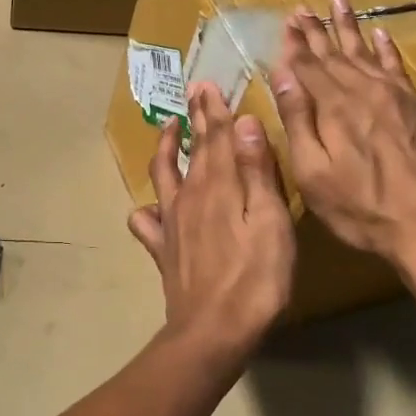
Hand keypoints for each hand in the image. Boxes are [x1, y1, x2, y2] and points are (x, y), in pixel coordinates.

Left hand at [128, 83, 295, 357]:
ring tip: (169, 129)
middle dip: (195, 119)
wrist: (214, 330)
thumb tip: (245, 123)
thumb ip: (256, 171)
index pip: (216, 137)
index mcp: (218, 185)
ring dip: (167, 149)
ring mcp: (171, 222)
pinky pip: (146, 222)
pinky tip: (150, 207)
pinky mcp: (162, 249)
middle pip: (193, 150)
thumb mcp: (269, 221)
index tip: (209, 85)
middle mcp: (189, 196)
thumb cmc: (255, 277)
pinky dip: (147, 208)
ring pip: (163, 175)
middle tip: (195, 93)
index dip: (214, 110)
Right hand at [271, 0, 415, 276]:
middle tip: (302, 8)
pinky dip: (387, 49)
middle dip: (316, 30)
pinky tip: (381, 34)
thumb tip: (282, 75)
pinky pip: (398, 67)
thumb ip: (298, 121)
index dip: (295, 44)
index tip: (286, 21)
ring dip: (349, 27)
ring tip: (338, 2)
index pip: (308, 65)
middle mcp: (365, 91)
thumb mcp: (313, 173)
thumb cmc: (362, 208)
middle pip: (335, 53)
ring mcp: (397, 97)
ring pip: (367, 52)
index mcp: (335, 107)